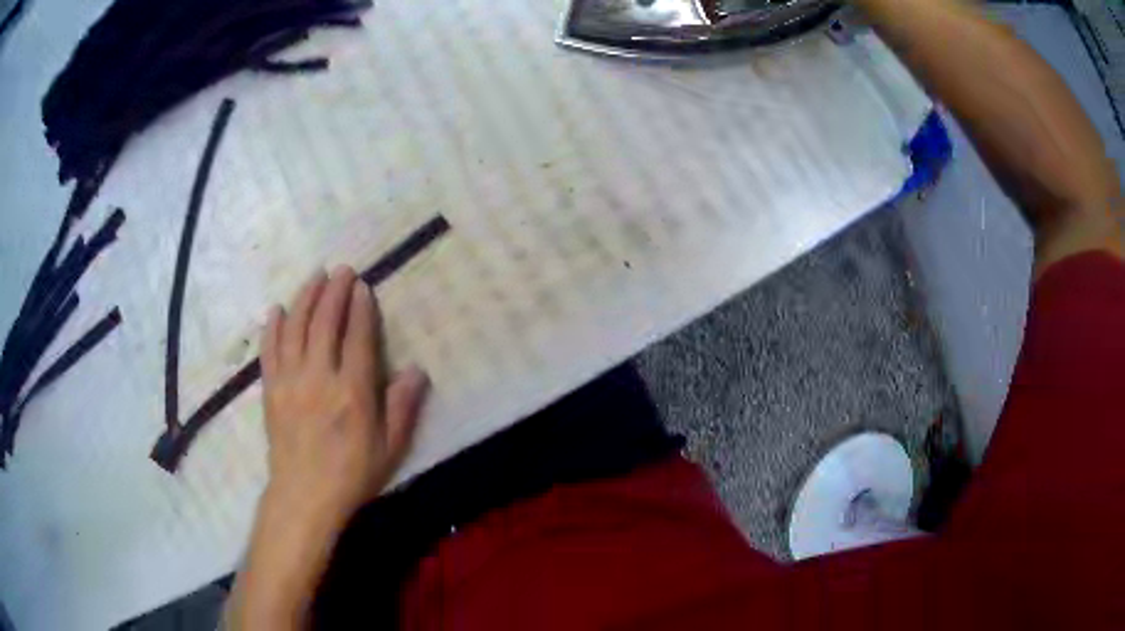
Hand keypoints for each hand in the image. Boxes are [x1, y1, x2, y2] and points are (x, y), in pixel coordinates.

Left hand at [226, 267, 428, 629]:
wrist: (304, 496)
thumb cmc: (352, 475)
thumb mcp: (390, 448)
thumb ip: (402, 407)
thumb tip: (417, 369)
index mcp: (352, 392)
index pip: (357, 337)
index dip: (360, 308)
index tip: (363, 286)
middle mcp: (319, 378)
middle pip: (324, 323)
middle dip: (334, 291)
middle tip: (342, 269)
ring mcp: (290, 381)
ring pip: (296, 328)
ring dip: (305, 297)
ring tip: (315, 276)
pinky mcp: (271, 389)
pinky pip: (270, 350)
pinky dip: (273, 326)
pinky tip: (278, 308)